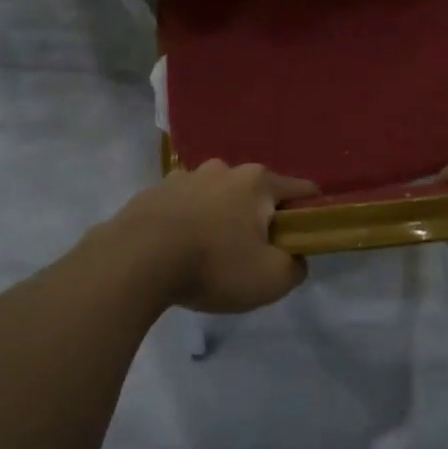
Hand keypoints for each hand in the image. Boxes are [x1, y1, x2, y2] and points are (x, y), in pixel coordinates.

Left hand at [114, 161, 318, 313]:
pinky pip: (183, 206)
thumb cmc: (214, 264)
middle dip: (260, 218)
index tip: (307, 237)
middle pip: (255, 193)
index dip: (311, 212)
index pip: (301, 189)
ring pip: (217, 197)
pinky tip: (179, 251)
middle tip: (253, 255)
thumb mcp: (271, 279)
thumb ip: (295, 267)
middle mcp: (224, 169)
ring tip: (210, 255)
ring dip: (221, 218)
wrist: (136, 260)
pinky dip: (188, 223)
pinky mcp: (154, 192)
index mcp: (257, 182)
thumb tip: (294, 258)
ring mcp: (185, 177)